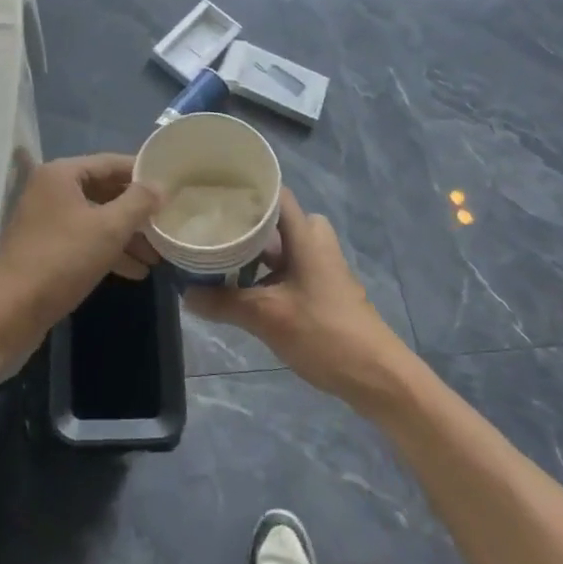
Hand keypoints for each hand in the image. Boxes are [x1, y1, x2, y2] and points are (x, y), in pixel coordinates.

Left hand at [0, 154, 161, 348]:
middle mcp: (51, 190)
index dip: (142, 173)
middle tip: (168, 222)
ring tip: (158, 254)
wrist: (10, 313)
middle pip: (104, 190)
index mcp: (62, 174)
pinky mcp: (46, 248)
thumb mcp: (108, 229)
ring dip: (126, 234)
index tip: (172, 184)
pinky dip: (108, 250)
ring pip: (96, 218)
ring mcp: (46, 220)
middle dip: (137, 210)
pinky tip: (135, 271)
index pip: (111, 162)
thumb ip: (138, 203)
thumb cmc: (61, 260)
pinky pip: (85, 239)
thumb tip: (161, 185)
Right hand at [185, 190, 408, 406]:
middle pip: (274, 219)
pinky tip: (241, 288)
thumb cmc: (324, 333)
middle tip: (209, 226)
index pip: (275, 193)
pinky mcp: (322, 288)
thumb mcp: (267, 317)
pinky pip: (288, 267)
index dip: (246, 187)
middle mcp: (314, 241)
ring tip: (217, 255)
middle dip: (242, 224)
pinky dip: (265, 272)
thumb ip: (224, 303)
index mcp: (305, 234)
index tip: (213, 191)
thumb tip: (186, 294)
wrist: (376, 375)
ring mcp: (320, 266)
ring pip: (280, 247)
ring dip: (253, 252)